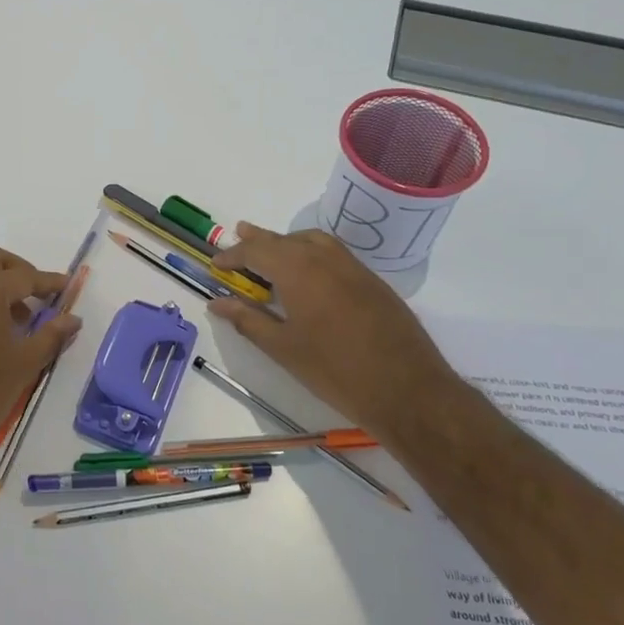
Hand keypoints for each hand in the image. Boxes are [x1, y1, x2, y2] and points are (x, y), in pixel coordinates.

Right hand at [209, 223, 459, 446]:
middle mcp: (325, 258)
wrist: (406, 389)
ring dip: (288, 242)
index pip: (257, 251)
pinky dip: (312, 253)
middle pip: (284, 240)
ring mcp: (353, 267)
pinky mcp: (373, 281)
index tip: (216, 265)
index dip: (234, 256)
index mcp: (298, 270)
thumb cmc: (335, 370)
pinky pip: (334, 254)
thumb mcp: (283, 348)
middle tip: (238, 235)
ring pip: (313, 241)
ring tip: (272, 250)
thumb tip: (217, 303)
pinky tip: (309, 274)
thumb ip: (248, 320)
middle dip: (259, 240)